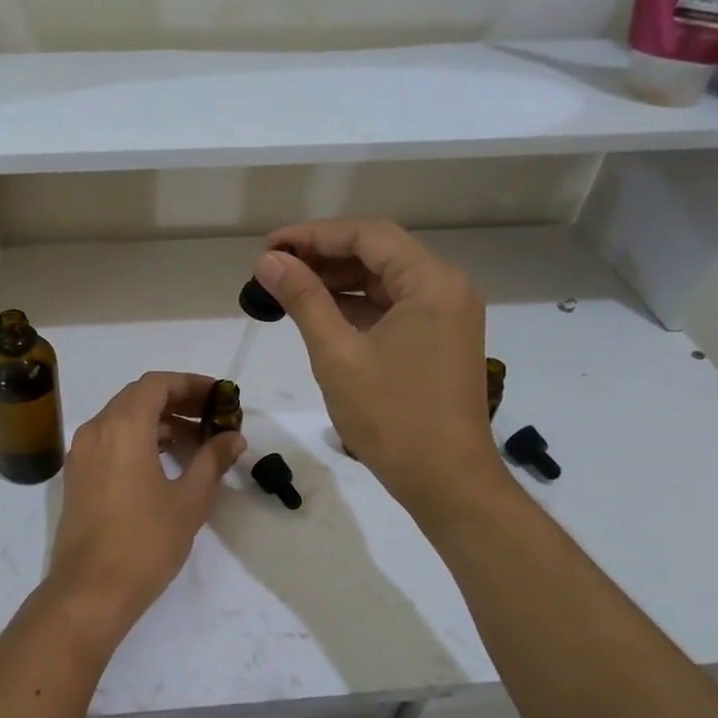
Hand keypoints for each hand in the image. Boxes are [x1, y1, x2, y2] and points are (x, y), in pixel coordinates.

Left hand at [44, 372, 246, 638]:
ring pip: (122, 419)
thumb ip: (212, 461)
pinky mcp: (77, 476)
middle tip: (212, 417)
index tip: (219, 397)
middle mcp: (96, 430)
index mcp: (123, 427)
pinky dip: (138, 440)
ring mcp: (81, 453)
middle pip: (138, 397)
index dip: (191, 384)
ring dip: (158, 422)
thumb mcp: (189, 500)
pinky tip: (165, 462)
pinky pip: (110, 440)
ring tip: (196, 443)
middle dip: (177, 402)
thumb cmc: (145, 542)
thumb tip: (234, 438)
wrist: (90, 591)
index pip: (157, 384)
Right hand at [255, 220, 505, 521]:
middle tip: (273, 268)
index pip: (368, 235)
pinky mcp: (440, 340)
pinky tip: (320, 314)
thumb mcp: (337, 355)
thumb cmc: (392, 417)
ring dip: (338, 282)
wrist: (447, 482)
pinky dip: (357, 307)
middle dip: (324, 256)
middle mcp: (447, 288)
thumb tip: (269, 261)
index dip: (314, 235)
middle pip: (379, 253)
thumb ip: (304, 300)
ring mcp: (447, 315)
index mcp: (431, 282)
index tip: (269, 247)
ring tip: (287, 289)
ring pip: (385, 281)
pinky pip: (394, 308)